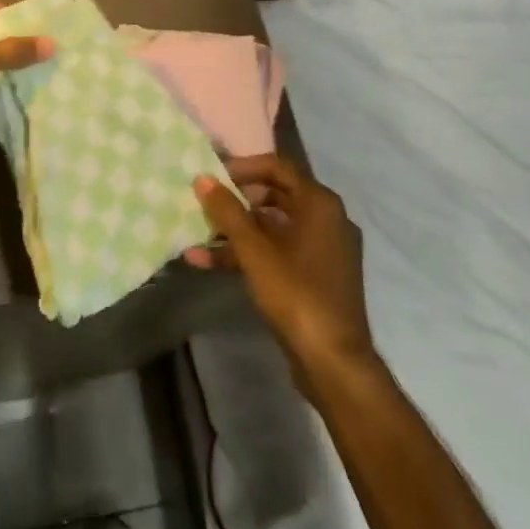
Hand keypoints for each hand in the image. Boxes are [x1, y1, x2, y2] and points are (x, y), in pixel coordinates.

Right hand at [192, 154, 376, 400]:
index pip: (278, 167)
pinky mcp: (313, 277)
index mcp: (319, 204)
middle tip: (204, 203)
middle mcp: (325, 220)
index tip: (212, 176)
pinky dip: (247, 254)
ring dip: (235, 231)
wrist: (333, 361)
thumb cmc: (296, 294)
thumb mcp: (255, 251)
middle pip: (274, 196)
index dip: (243, 167)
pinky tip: (207, 262)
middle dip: (235, 200)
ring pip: (272, 228)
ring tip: (195, 236)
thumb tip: (203, 178)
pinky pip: (277, 253)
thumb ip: (228, 212)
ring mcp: (321, 250)